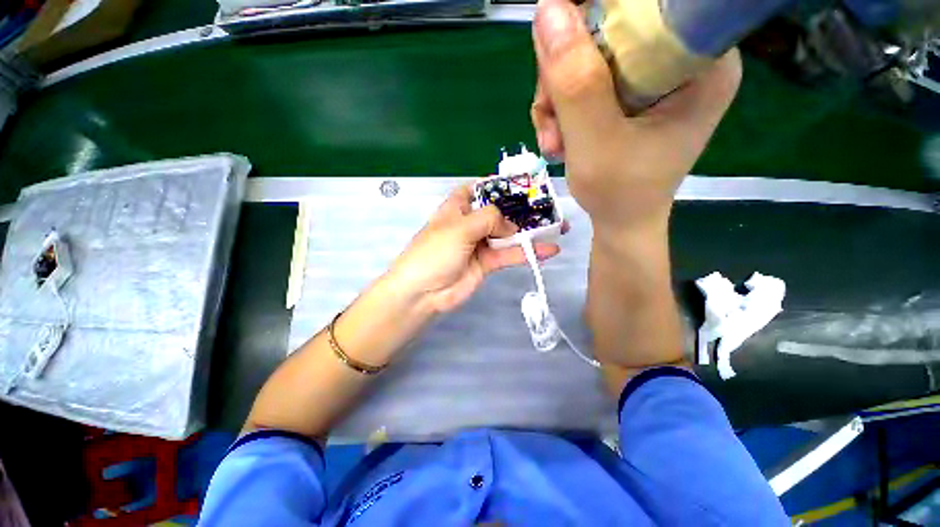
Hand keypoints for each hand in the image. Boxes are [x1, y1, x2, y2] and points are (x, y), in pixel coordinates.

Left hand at [387, 184, 561, 313]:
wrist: (423, 292)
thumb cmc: (435, 252)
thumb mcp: (460, 227)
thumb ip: (489, 219)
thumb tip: (512, 225)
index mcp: (458, 207)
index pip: (480, 189)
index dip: (499, 185)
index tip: (524, 184)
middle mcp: (471, 223)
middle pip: (500, 212)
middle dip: (523, 209)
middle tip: (550, 207)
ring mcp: (480, 244)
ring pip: (509, 234)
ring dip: (531, 232)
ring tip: (559, 227)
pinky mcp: (487, 263)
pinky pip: (510, 255)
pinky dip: (528, 253)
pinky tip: (548, 250)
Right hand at [530, 0, 740, 237]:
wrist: (620, 221)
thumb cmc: (619, 193)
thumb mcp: (595, 142)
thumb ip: (575, 83)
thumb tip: (547, 10)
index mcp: (701, 62)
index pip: (646, 7)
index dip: (595, 17)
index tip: (560, 52)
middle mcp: (680, 59)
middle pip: (608, 29)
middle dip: (565, 76)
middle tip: (552, 122)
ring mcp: (651, 77)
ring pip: (586, 57)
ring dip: (556, 100)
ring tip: (553, 143)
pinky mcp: (628, 94)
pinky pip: (583, 81)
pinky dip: (560, 111)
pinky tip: (558, 141)